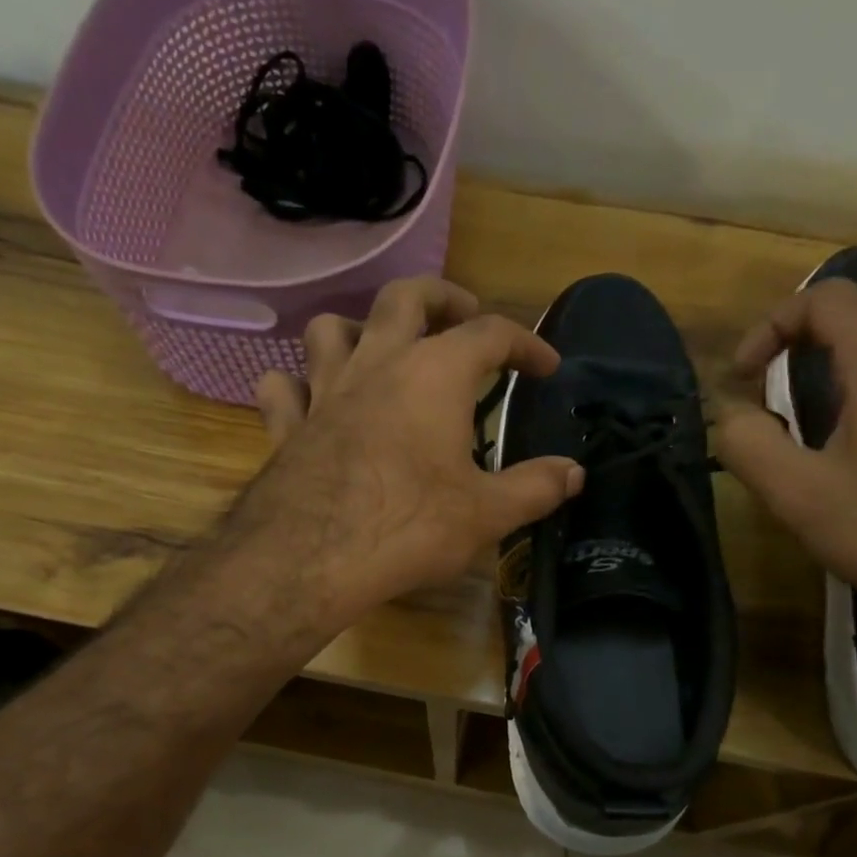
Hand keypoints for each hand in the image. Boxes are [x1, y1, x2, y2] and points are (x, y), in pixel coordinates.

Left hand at [241, 277, 583, 622]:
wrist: (312, 558)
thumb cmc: (410, 526)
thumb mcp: (487, 513)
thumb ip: (535, 488)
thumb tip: (574, 474)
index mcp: (435, 374)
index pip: (491, 333)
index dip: (526, 343)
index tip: (546, 366)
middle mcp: (377, 364)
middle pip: (405, 298)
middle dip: (440, 299)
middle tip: (461, 317)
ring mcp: (324, 390)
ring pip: (331, 328)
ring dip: (358, 329)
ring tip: (380, 352)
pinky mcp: (287, 425)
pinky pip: (283, 387)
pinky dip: (298, 386)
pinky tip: (312, 402)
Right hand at [712, 279, 856, 620]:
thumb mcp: (799, 495)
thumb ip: (749, 444)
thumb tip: (729, 415)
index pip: (826, 299)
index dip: (772, 324)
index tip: (743, 376)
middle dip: (800, 331)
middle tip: (765, 380)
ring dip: (830, 355)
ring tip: (796, 408)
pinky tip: (841, 434)